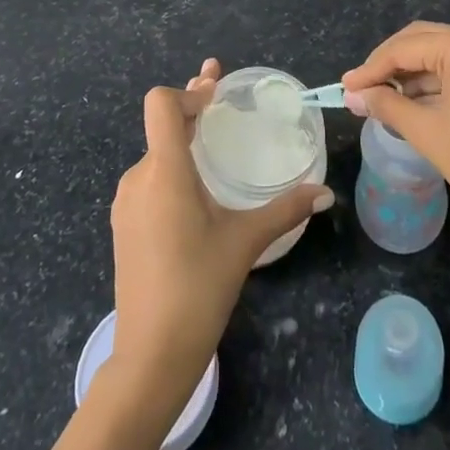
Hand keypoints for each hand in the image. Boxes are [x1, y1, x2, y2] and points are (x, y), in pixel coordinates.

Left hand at [108, 60, 332, 397]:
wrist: (149, 357)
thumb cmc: (198, 288)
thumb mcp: (245, 243)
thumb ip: (285, 210)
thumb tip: (325, 192)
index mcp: (164, 171)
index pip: (161, 104)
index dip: (189, 91)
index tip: (216, 95)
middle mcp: (139, 178)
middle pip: (162, 126)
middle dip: (193, 109)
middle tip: (221, 98)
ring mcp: (126, 203)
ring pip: (155, 154)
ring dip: (182, 142)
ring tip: (211, 147)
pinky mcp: (124, 226)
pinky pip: (149, 180)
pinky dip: (171, 170)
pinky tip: (194, 193)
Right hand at [342, 21, 449, 236]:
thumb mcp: (426, 132)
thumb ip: (385, 104)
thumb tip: (352, 94)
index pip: (407, 47)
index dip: (372, 67)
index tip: (344, 86)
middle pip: (423, 40)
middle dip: (389, 64)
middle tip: (358, 89)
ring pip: (439, 52)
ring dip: (408, 73)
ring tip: (376, 97)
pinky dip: (431, 81)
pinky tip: (406, 99)